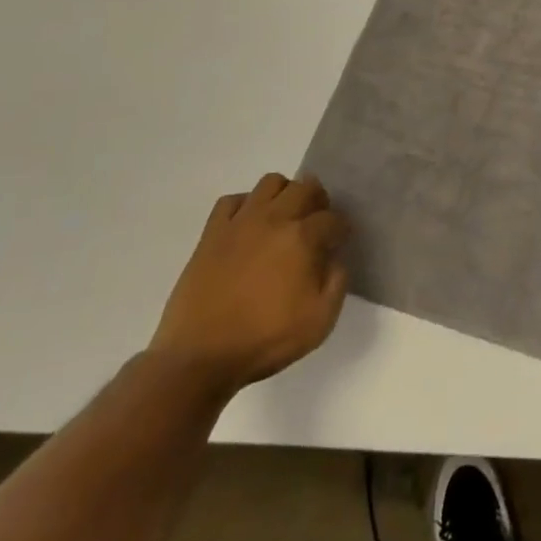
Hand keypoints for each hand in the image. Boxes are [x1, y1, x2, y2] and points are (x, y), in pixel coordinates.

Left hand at [148, 174, 348, 398]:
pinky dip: (245, 205)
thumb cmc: (265, 340)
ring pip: (271, 182)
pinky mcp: (212, 232)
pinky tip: (248, 226)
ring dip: (285, 194)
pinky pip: (232, 200)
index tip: (339, 242)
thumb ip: (337, 282)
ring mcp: (240, 222)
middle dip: (319, 201)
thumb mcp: (320, 321)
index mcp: (302, 238)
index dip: (341, 229)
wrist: (199, 357)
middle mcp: (274, 219)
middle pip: (306, 187)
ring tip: (284, 218)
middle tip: (316, 225)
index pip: (333, 218)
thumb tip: (334, 258)